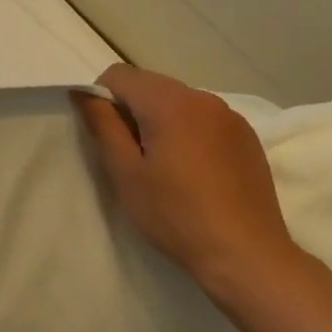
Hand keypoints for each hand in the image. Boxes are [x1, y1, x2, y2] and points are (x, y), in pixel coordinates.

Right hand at [74, 64, 302, 299]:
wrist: (247, 257)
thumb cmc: (176, 215)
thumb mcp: (125, 172)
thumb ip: (102, 124)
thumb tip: (83, 93)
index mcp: (169, 102)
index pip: (119, 75)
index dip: (102, 98)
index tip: (107, 136)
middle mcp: (202, 98)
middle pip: (149, 84)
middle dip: (131, 109)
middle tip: (131, 156)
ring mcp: (230, 116)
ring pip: (177, 100)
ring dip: (160, 120)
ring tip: (164, 165)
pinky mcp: (247, 137)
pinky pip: (203, 118)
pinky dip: (188, 131)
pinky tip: (193, 171)